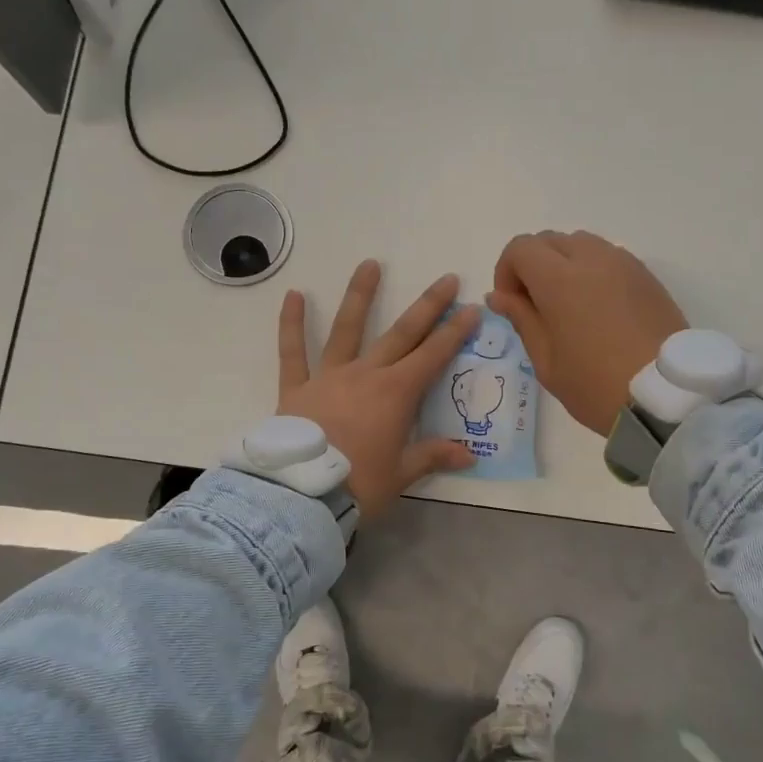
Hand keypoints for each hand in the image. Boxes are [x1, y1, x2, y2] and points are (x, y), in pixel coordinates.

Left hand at [277, 260, 480, 518]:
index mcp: (396, 394)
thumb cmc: (358, 485)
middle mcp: (366, 375)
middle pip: (402, 334)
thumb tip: (469, 456)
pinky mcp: (297, 388)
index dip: (455, 332)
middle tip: (446, 280)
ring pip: (347, 329)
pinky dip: (291, 324)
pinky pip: (293, 352)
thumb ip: (433, 456)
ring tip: (370, 264)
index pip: (433, 356)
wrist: (302, 496)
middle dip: (428, 307)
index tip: (471, 308)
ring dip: (360, 296)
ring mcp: (329, 377)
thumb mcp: (402, 474)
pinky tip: (293, 295)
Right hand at [487, 231, 686, 433]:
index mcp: (559, 279)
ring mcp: (623, 263)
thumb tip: (499, 296)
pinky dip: (593, 271)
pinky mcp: (646, 275)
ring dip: (564, 264)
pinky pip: (609, 257)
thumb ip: (521, 319)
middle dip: (533, 265)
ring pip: (581, 244)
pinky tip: (598, 309)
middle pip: (549, 240)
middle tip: (537, 307)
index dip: (506, 272)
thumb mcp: (546, 361)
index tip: (512, 305)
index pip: (520, 248)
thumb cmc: (596, 385)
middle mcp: (591, 258)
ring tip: (569, 306)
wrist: (666, 397)